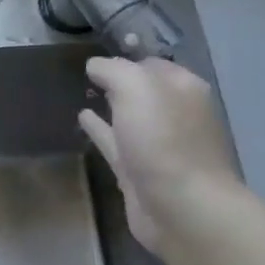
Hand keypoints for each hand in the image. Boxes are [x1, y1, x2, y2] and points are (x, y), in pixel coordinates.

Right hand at [78, 55, 240, 254]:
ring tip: (81, 92)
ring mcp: (157, 144)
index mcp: (183, 89)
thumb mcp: (137, 88)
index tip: (94, 56)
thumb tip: (96, 65)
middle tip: (84, 72)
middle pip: (142, 90)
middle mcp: (174, 113)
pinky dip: (100, 129)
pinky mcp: (138, 171)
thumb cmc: (164, 141)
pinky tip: (82, 118)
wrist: (181, 209)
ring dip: (109, 105)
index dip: (124, 57)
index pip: (150, 63)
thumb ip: (114, 70)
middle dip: (118, 80)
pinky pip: (115, 141)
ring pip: (128, 116)